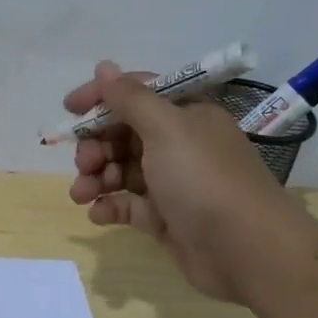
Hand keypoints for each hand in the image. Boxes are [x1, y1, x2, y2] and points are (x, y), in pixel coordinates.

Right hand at [64, 60, 307, 302]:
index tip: (69, 109)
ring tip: (81, 194)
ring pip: (122, 170)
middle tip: (84, 163)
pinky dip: (109, 206)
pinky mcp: (166, 218)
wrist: (248, 250)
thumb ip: (130, 98)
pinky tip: (97, 214)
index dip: (102, 98)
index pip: (136, 94)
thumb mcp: (166, 128)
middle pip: (124, 134)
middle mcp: (179, 144)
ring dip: (97, 178)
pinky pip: (129, 205)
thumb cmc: (204, 179)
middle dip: (96, 145)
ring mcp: (173, 183)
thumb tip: (104, 67)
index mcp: (185, 114)